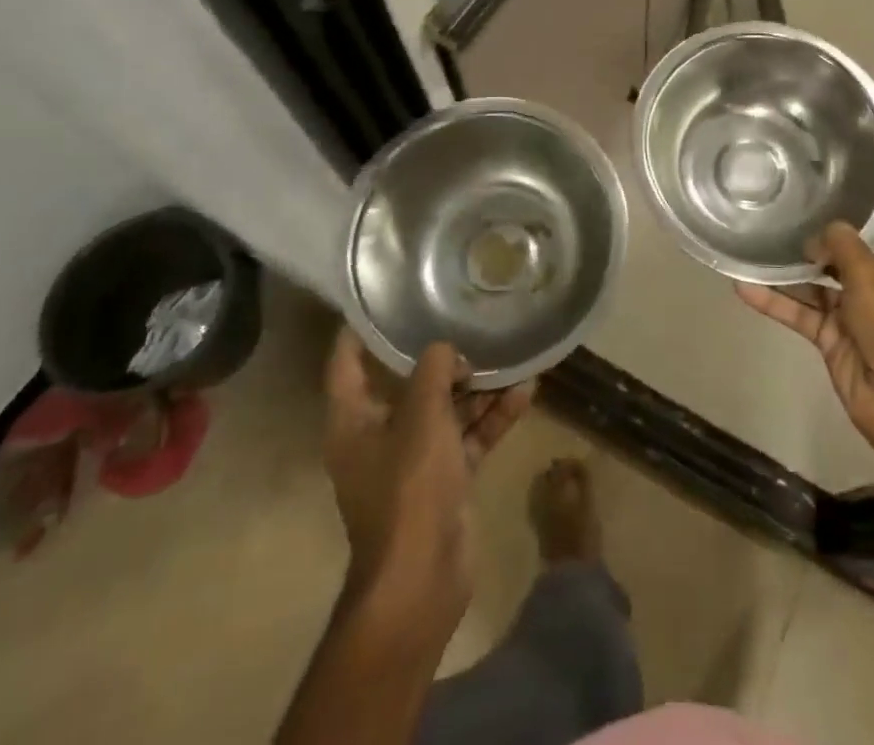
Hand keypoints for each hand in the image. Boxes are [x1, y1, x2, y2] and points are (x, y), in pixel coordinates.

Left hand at [323, 329, 532, 635]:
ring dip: (477, 386)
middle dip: (440, 355)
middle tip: (468, 319)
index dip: (362, 329)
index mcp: (353, 421)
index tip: (387, 296)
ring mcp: (415, 458)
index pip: (348, 362)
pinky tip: (526, 391)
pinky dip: (493, 417)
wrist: (421, 578)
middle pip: (407, 382)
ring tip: (511, 353)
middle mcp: (380, 434)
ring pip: (446, 408)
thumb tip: (446, 349)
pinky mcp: (445, 477)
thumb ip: (433, 370)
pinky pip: (469, 436)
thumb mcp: (421, 416)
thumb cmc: (408, 487)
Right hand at [737, 194, 873, 474]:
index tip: (847, 162)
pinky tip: (743, 285)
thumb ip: (845, 247)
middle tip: (783, 194)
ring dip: (788, 264)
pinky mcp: (830, 336)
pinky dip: (774, 301)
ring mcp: (852, 309)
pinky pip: (798, 311)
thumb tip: (821, 229)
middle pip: (847, 245)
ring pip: (815, 279)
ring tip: (754, 236)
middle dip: (819, 224)